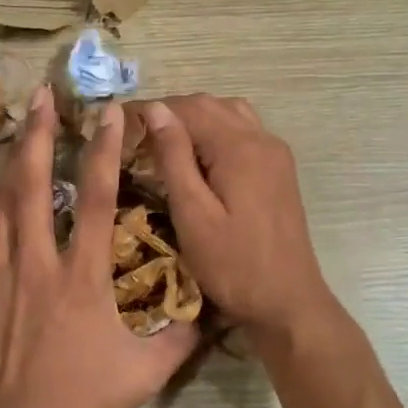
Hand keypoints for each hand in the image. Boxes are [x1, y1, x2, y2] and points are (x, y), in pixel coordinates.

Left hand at [0, 85, 198, 407]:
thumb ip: (177, 339)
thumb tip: (208, 312)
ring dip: (9, 160)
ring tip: (13, 122)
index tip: (109, 113)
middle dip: (41, 136)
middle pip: (38, 185)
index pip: (97, 199)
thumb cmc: (79, 403)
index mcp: (82, 277)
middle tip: (42, 96)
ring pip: (2, 205)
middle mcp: (38, 263)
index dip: (104, 151)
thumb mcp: (143, 375)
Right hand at [138, 95, 333, 339]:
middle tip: (137, 136)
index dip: (151, 110)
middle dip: (171, 112)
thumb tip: (156, 109)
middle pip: (210, 104)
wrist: (288, 303)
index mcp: (239, 148)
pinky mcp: (279, 169)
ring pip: (229, 113)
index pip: (188, 107)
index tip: (119, 124)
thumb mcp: (193, 214)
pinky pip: (244, 131)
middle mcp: (261, 139)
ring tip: (164, 143)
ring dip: (195, 119)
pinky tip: (198, 158)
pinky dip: (216, 131)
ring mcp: (275, 153)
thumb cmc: (233, 266)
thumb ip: (174, 158)